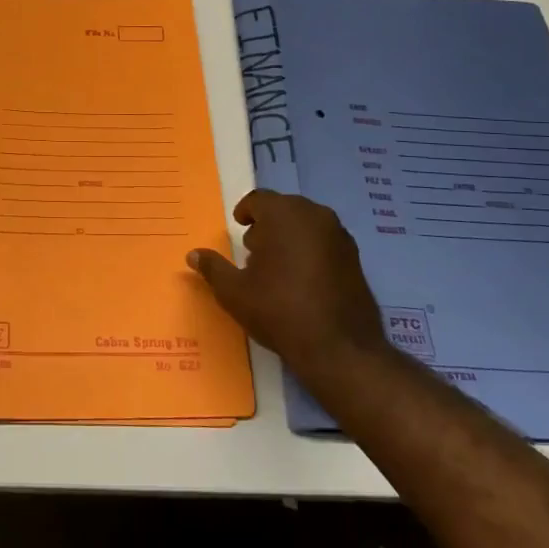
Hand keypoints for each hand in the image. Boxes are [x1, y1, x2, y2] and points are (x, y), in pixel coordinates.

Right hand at [186, 190, 388, 386]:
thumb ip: (213, 268)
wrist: (339, 347)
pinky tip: (301, 278)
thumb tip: (193, 254)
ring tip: (276, 264)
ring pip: (307, 223)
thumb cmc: (279, 310)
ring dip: (290, 235)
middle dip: (267, 223)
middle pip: (285, 208)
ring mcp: (340, 236)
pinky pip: (325, 241)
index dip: (245, 211)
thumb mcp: (234, 292)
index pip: (259, 199)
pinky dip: (310, 248)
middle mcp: (315, 216)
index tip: (238, 226)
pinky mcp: (355, 258)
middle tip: (253, 248)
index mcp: (284, 215)